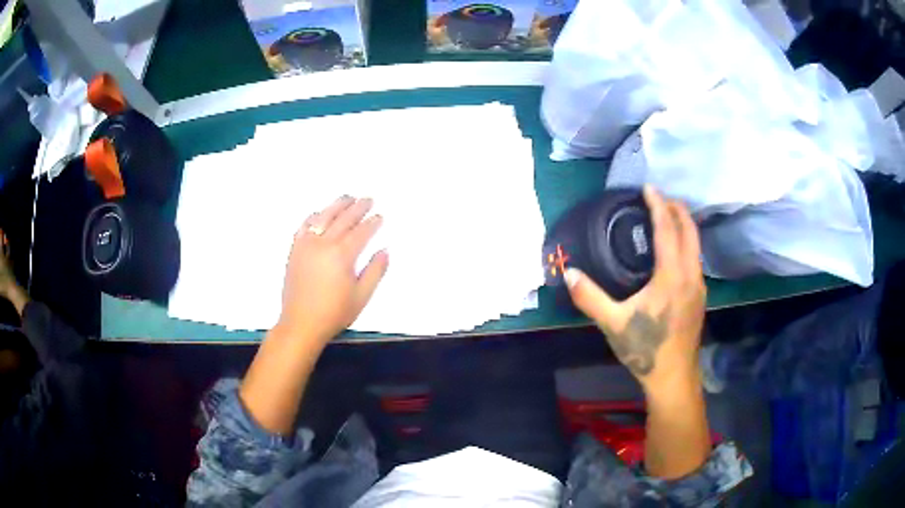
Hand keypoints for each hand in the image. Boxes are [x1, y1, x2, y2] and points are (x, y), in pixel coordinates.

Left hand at [276, 196, 388, 343]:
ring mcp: (306, 244)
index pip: (361, 232)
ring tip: (347, 198)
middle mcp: (323, 244)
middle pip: (343, 219)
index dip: (372, 223)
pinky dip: (314, 216)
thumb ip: (375, 272)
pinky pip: (305, 226)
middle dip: (358, 208)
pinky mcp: (295, 250)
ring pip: (324, 217)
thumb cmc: (333, 313)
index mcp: (342, 254)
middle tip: (368, 199)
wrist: (301, 323)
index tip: (379, 216)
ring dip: (337, 205)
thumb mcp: (361, 296)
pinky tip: (320, 213)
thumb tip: (384, 251)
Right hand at [564, 186, 704, 390]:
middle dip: (677, 208)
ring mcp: (698, 286)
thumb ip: (589, 297)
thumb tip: (569, 273)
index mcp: (671, 276)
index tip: (648, 188)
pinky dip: (687, 242)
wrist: (674, 377)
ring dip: (684, 225)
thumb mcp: (613, 324)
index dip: (658, 205)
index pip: (668, 229)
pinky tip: (674, 251)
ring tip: (667, 217)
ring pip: (696, 244)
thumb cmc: (645, 350)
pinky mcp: (700, 296)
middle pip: (690, 230)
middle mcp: (690, 274)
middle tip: (659, 197)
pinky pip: (696, 258)